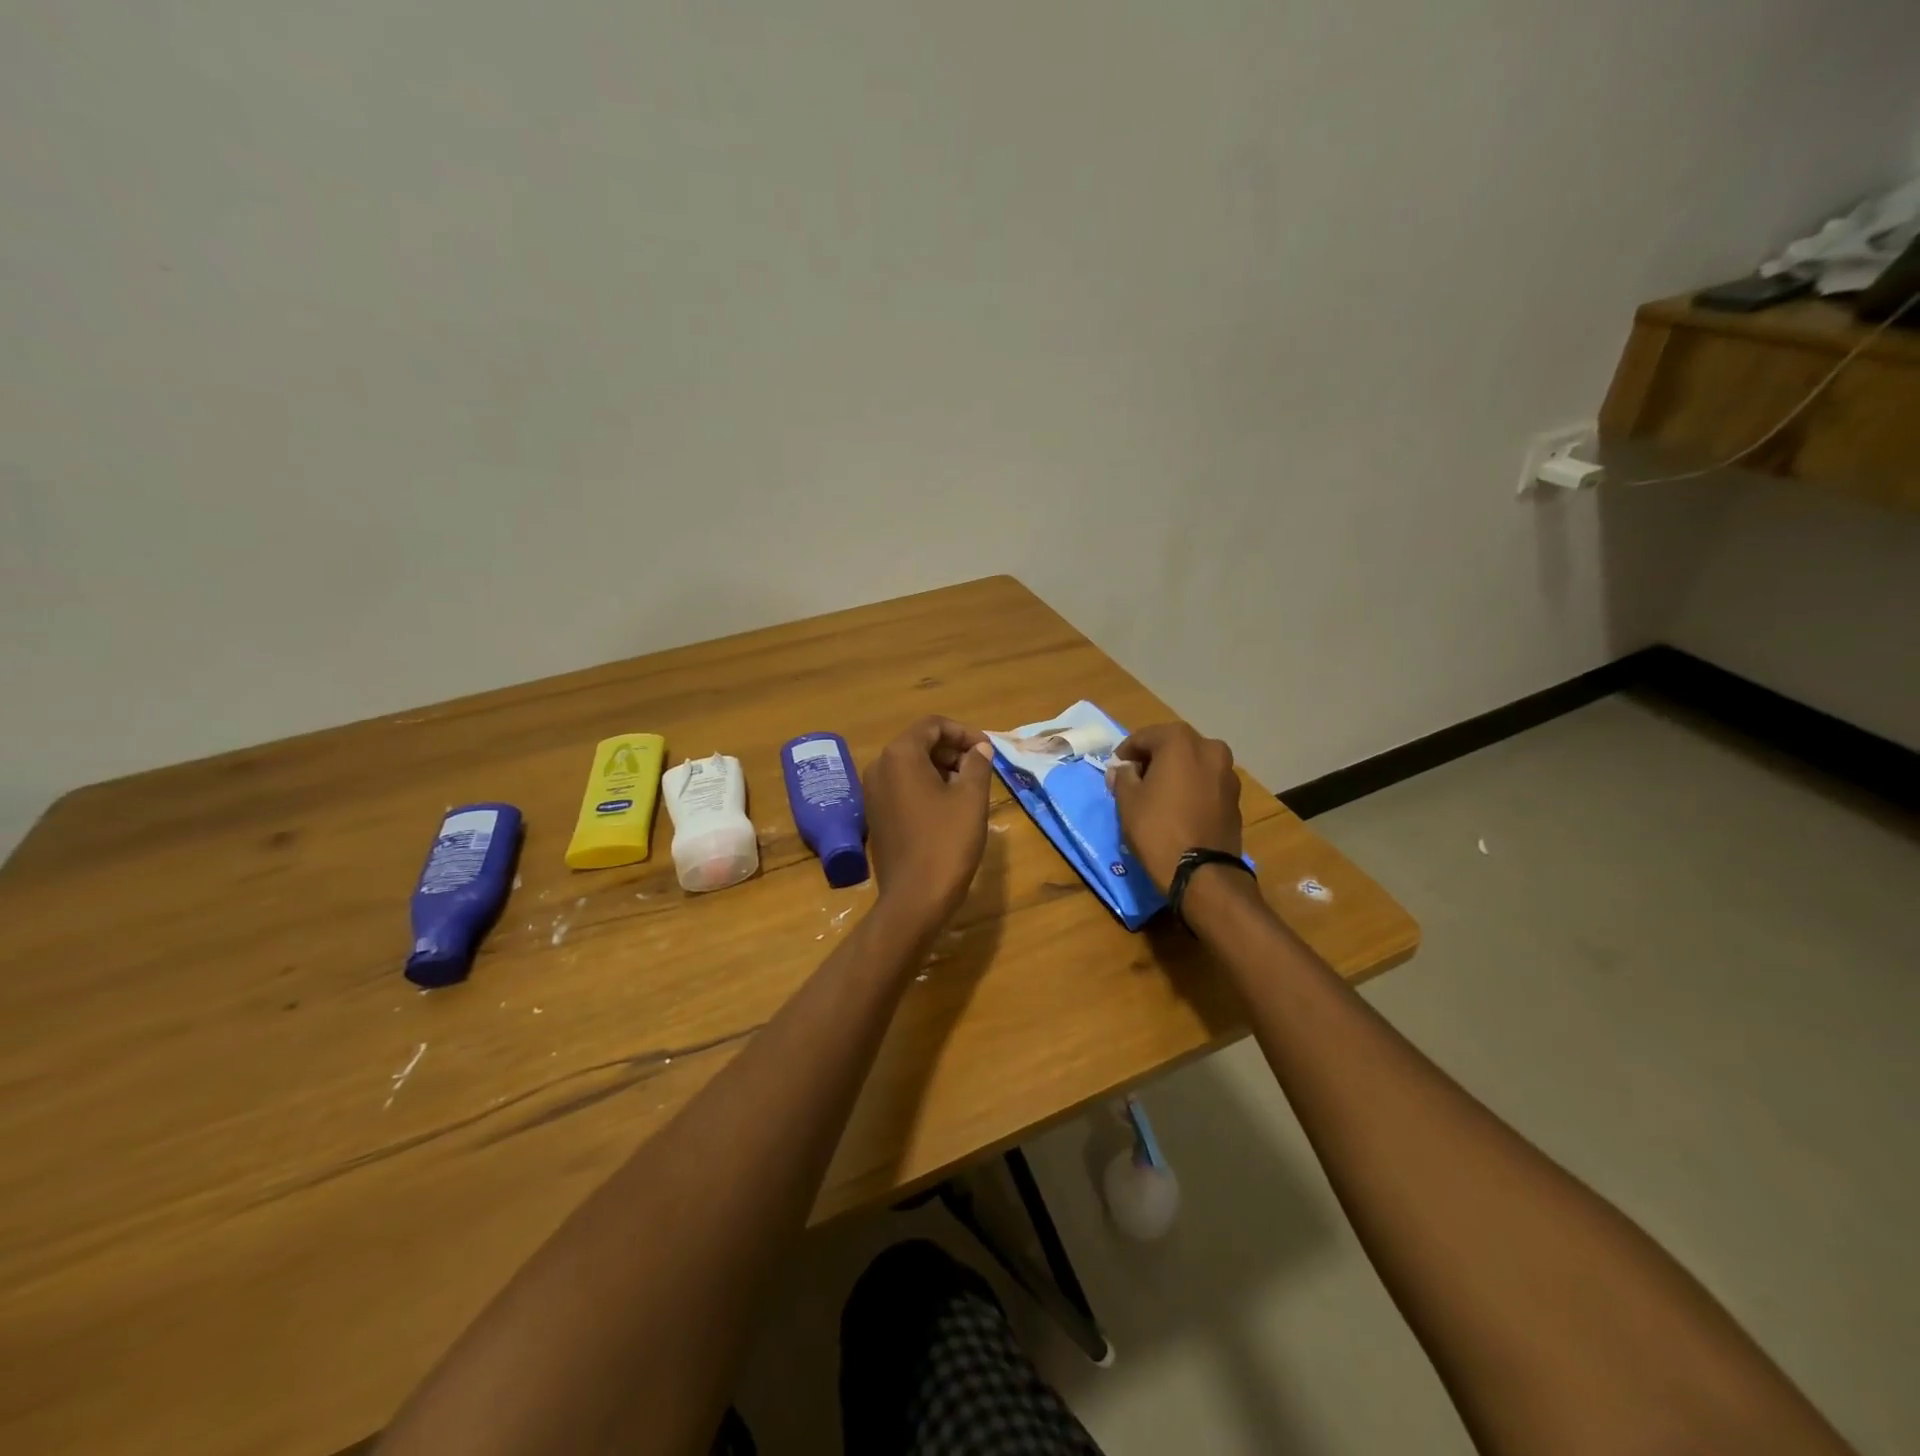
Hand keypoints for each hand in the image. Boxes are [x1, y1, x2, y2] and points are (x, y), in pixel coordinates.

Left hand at [864, 717, 993, 931]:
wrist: (914, 898)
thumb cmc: (946, 842)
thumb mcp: (971, 798)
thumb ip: (977, 764)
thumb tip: (979, 749)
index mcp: (900, 755)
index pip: (933, 725)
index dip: (964, 732)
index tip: (988, 749)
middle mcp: (879, 767)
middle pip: (919, 743)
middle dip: (953, 750)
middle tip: (982, 768)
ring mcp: (873, 792)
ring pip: (911, 766)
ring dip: (942, 769)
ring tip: (970, 788)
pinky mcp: (876, 815)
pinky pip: (903, 787)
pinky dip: (926, 787)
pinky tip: (949, 807)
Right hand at [1108, 722, 1242, 891]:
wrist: (1202, 872)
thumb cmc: (1157, 828)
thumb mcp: (1127, 800)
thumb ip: (1123, 776)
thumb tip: (1123, 769)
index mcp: (1181, 741)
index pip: (1144, 737)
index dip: (1125, 752)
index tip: (1115, 769)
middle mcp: (1209, 748)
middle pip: (1172, 746)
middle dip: (1152, 759)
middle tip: (1134, 780)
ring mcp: (1227, 772)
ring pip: (1192, 763)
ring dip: (1174, 772)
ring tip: (1157, 794)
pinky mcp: (1235, 797)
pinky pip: (1206, 782)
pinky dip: (1191, 787)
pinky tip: (1178, 807)